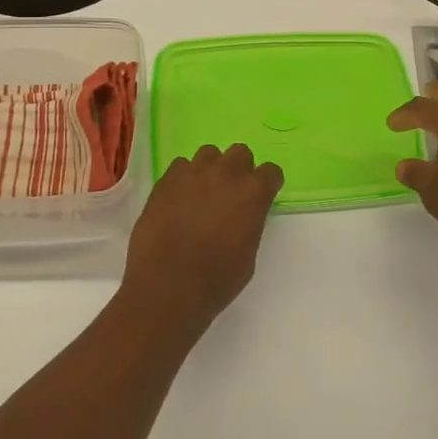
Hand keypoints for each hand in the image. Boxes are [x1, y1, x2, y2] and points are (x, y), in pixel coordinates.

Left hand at [118, 144, 283, 339]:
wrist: (168, 286)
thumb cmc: (216, 279)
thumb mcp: (248, 254)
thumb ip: (250, 223)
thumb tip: (241, 216)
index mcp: (253, 193)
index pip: (271, 171)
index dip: (268, 183)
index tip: (263, 194)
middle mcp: (225, 174)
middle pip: (240, 153)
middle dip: (240, 169)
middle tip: (232, 192)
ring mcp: (193, 173)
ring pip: (208, 154)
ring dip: (211, 169)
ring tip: (203, 192)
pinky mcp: (166, 180)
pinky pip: (180, 166)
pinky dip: (184, 177)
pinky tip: (180, 198)